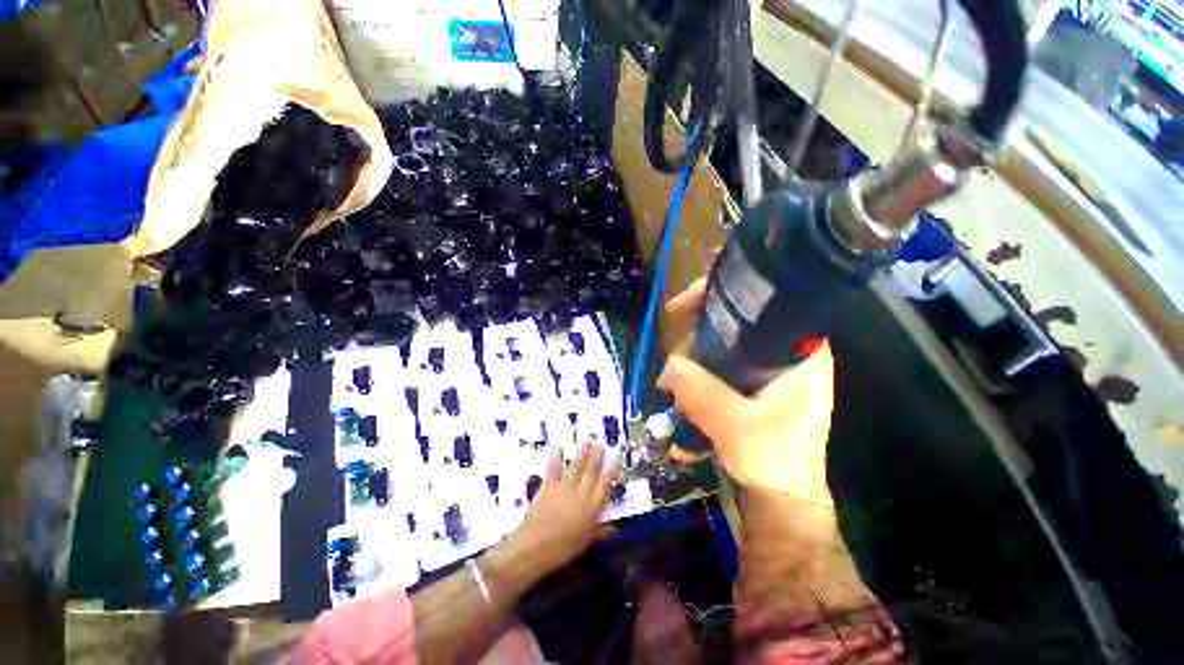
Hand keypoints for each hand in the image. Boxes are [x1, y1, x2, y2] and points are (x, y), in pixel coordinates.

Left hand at [502, 441, 620, 573]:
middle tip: (601, 444)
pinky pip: (554, 468)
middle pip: (592, 471)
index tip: (616, 461)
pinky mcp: (549, 485)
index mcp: (593, 507)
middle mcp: (581, 492)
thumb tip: (614, 528)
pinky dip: (556, 458)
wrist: (537, 546)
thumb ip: (600, 532)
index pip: (606, 486)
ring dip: (582, 451)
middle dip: (597, 456)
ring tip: (587, 439)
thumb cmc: (564, 548)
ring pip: (576, 465)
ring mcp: (565, 486)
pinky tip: (558, 448)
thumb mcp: (586, 542)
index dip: (612, 473)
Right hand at [657, 278, 835, 504]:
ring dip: (697, 351)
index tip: (684, 305)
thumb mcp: (734, 425)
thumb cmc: (772, 461)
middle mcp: (788, 353)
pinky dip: (701, 366)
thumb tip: (667, 365)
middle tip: (673, 342)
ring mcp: (771, 369)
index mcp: (800, 352)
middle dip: (701, 327)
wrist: (781, 499)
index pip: (765, 303)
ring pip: (727, 342)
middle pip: (740, 319)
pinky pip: (723, 362)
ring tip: (675, 374)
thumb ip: (700, 392)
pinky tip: (685, 379)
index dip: (722, 295)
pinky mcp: (756, 384)